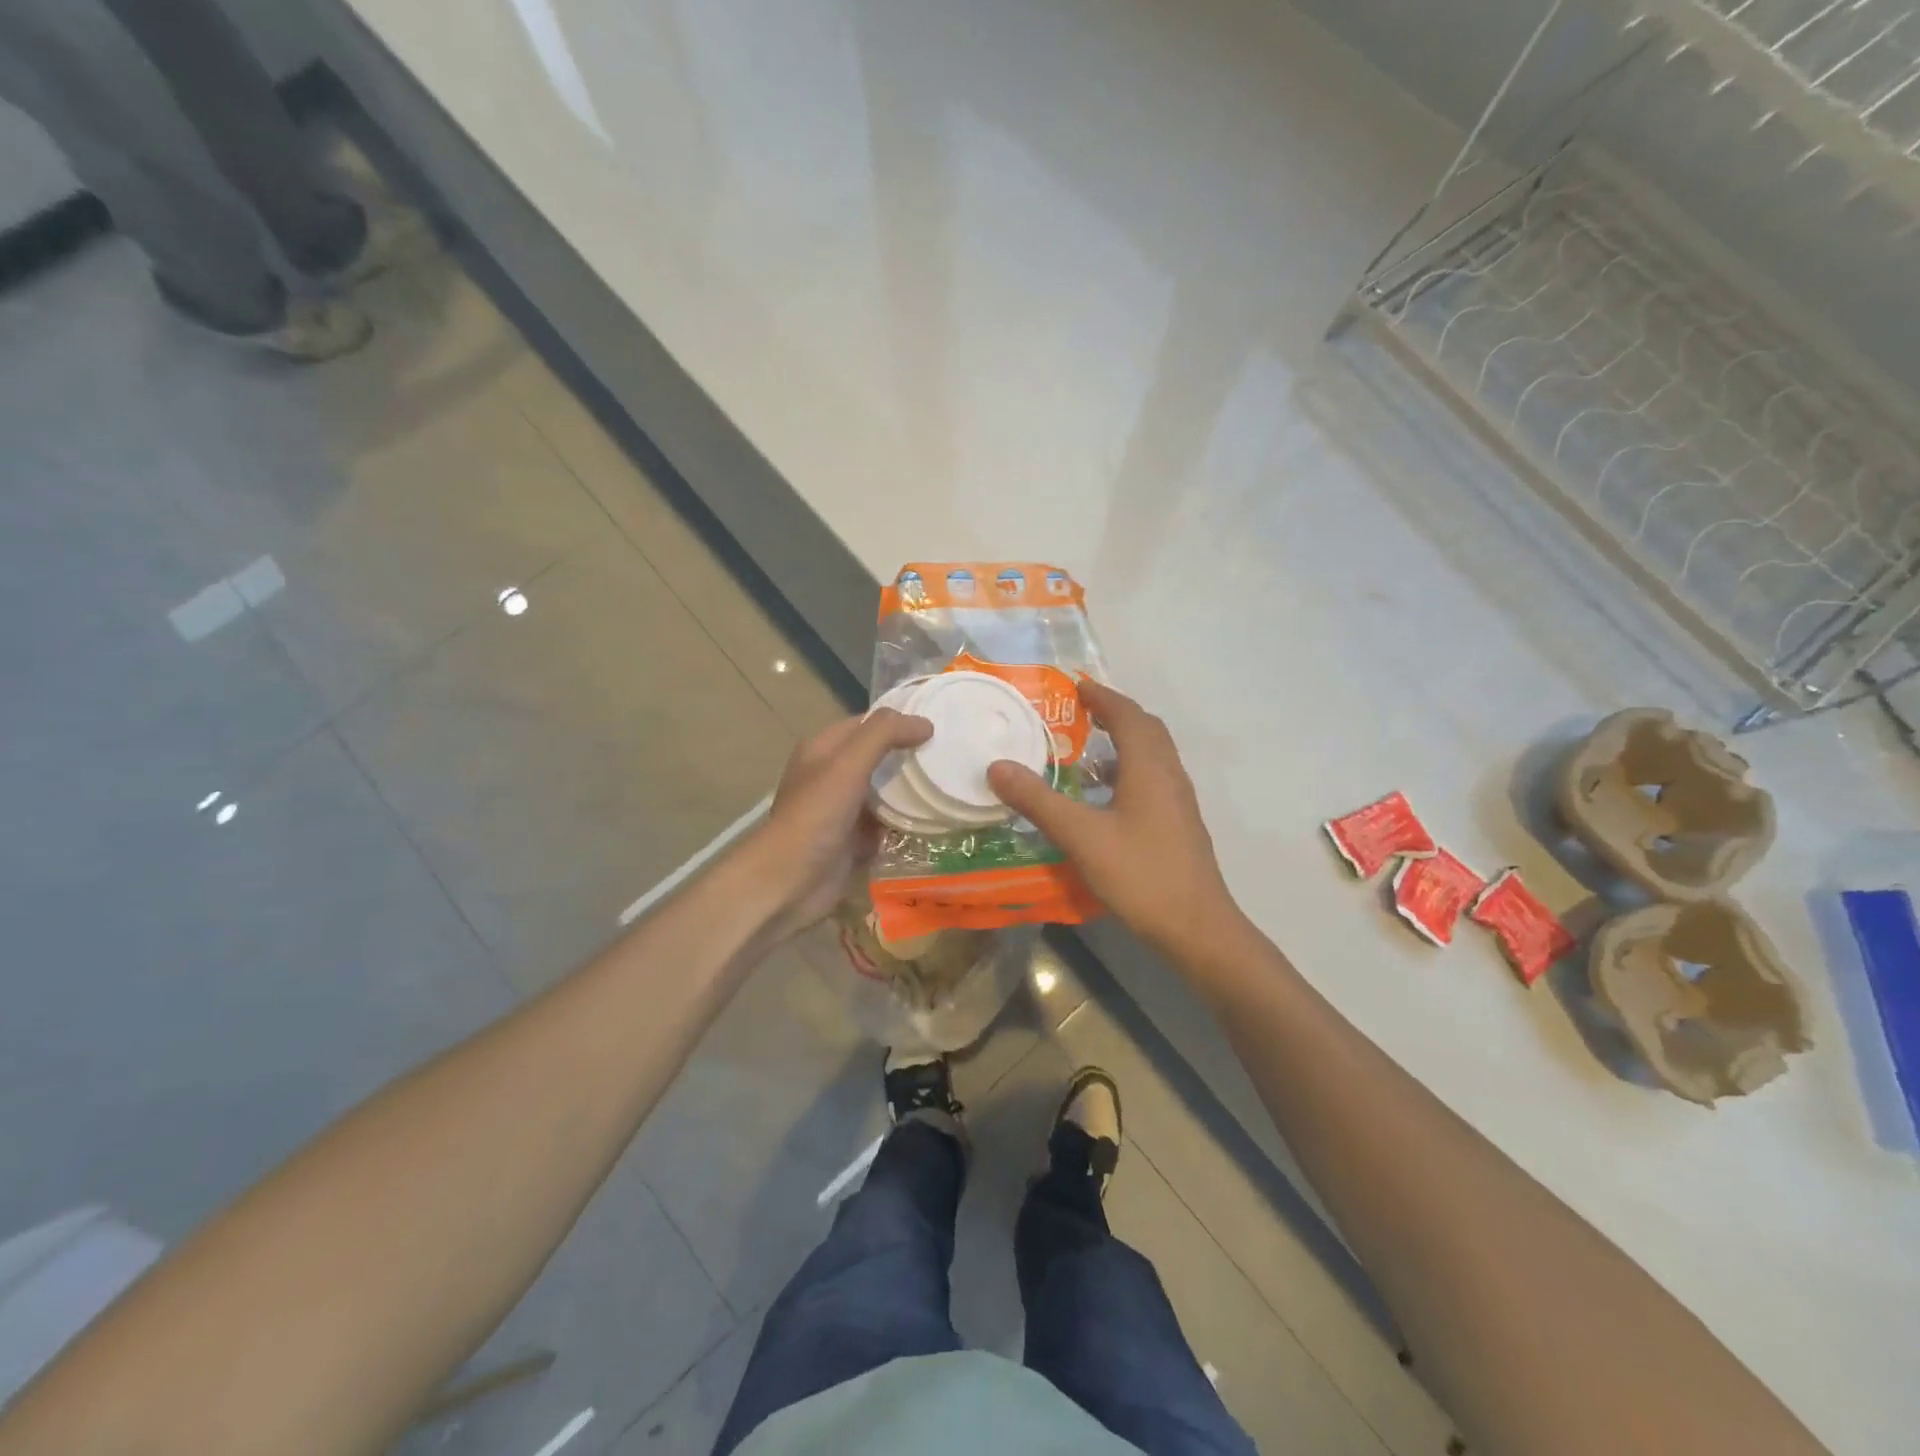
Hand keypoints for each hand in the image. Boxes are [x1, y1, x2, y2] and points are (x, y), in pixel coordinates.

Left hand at [747, 708, 932, 940]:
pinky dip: (907, 824)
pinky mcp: (854, 842)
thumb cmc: (816, 815)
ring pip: (885, 793)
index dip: (900, 721)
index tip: (939, 724)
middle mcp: (832, 776)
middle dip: (910, 756)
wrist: (790, 882)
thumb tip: (925, 724)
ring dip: (911, 791)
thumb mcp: (848, 764)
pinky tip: (937, 820)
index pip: (868, 723)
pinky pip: (887, 826)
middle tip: (951, 755)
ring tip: (950, 784)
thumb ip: (884, 735)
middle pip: (879, 758)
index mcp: (824, 749)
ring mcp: (843, 810)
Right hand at [987, 682, 1248, 964]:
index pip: (1128, 715)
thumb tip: (997, 767)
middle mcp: (1169, 775)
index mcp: (1149, 767)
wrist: (1196, 927)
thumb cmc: (1140, 874)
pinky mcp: (1179, 824)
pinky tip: (1104, 799)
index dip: (1103, 697)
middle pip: (1147, 729)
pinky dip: (1129, 771)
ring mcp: (1178, 801)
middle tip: (1081, 712)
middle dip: (1116, 714)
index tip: (1076, 687)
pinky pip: (1153, 780)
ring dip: (1124, 743)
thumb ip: (1038, 801)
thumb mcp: (1081, 836)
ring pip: (1153, 756)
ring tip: (1087, 751)